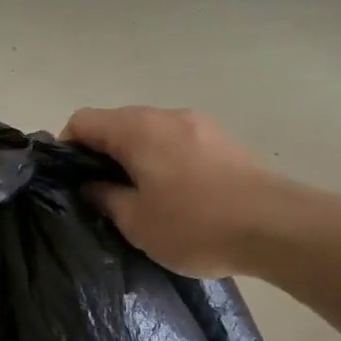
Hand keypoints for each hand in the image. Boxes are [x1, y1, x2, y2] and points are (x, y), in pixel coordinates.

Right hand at [62, 106, 272, 277]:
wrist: (274, 226)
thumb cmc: (195, 224)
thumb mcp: (135, 221)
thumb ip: (104, 197)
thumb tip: (92, 184)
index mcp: (136, 129)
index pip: (83, 120)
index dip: (66, 147)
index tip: (70, 181)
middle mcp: (165, 114)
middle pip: (117, 122)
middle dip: (102, 153)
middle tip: (103, 194)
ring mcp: (198, 123)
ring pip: (150, 132)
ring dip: (136, 157)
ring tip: (141, 197)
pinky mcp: (222, 139)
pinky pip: (178, 142)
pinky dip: (164, 159)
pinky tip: (177, 194)